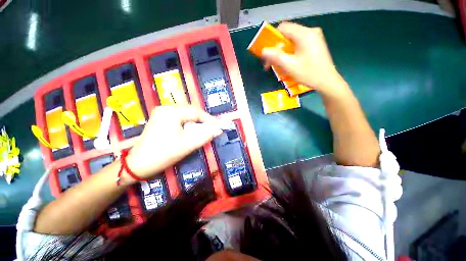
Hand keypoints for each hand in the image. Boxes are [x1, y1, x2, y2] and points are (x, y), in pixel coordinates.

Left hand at [125, 106, 222, 178]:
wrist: (138, 165)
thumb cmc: (163, 154)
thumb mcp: (187, 145)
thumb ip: (205, 136)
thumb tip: (218, 130)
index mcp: (171, 112)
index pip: (196, 112)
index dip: (210, 120)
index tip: (219, 127)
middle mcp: (166, 108)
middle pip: (191, 112)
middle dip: (204, 121)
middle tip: (213, 129)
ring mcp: (162, 113)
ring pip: (186, 115)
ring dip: (197, 123)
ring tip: (205, 130)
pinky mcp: (161, 119)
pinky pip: (180, 119)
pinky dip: (189, 124)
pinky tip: (193, 131)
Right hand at [261, 22, 349, 98]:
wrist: (327, 81)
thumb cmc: (309, 74)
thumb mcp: (289, 66)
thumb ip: (275, 56)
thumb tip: (263, 51)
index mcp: (304, 34)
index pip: (283, 28)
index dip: (273, 39)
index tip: (269, 53)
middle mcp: (310, 32)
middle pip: (287, 35)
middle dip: (277, 48)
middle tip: (271, 62)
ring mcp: (314, 37)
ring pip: (292, 40)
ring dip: (283, 52)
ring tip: (279, 65)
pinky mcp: (315, 44)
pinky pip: (298, 44)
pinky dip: (290, 52)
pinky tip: (289, 62)